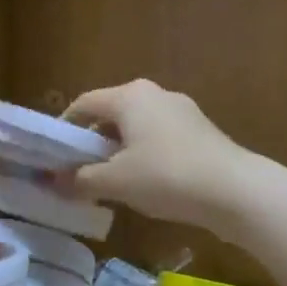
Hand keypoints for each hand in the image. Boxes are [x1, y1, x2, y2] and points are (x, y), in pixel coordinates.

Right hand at [60, 79, 257, 231]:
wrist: (234, 190)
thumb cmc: (165, 176)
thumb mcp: (115, 182)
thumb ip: (80, 179)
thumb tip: (53, 181)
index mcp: (130, 96)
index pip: (85, 103)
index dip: (65, 127)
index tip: (53, 153)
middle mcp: (156, 94)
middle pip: (112, 114)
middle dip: (93, 142)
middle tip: (79, 171)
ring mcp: (182, 112)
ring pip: (137, 128)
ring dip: (119, 151)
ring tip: (110, 182)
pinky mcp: (201, 132)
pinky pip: (160, 139)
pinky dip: (144, 156)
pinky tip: (145, 185)